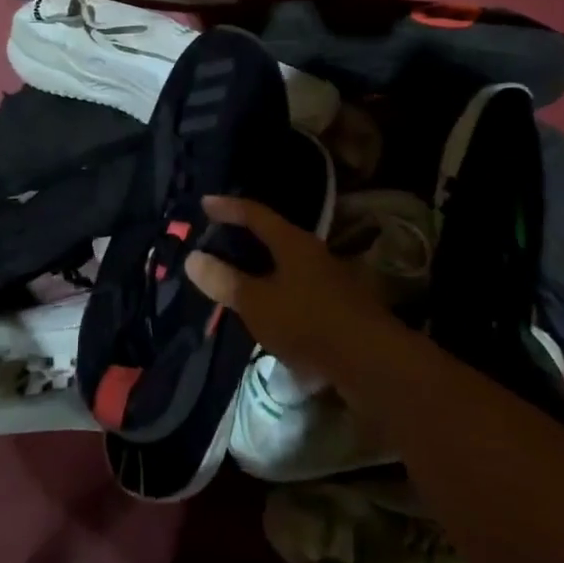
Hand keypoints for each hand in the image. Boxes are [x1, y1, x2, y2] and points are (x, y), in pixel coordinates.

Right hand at [185, 195, 395, 375]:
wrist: (370, 359)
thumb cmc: (307, 322)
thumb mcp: (258, 303)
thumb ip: (226, 281)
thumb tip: (193, 258)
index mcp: (292, 242)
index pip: (255, 213)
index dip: (228, 207)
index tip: (205, 202)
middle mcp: (312, 252)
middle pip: (274, 235)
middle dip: (246, 236)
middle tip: (219, 239)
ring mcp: (329, 278)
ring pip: (287, 263)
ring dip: (262, 266)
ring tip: (238, 275)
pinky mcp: (337, 304)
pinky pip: (298, 286)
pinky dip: (277, 288)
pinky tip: (268, 308)